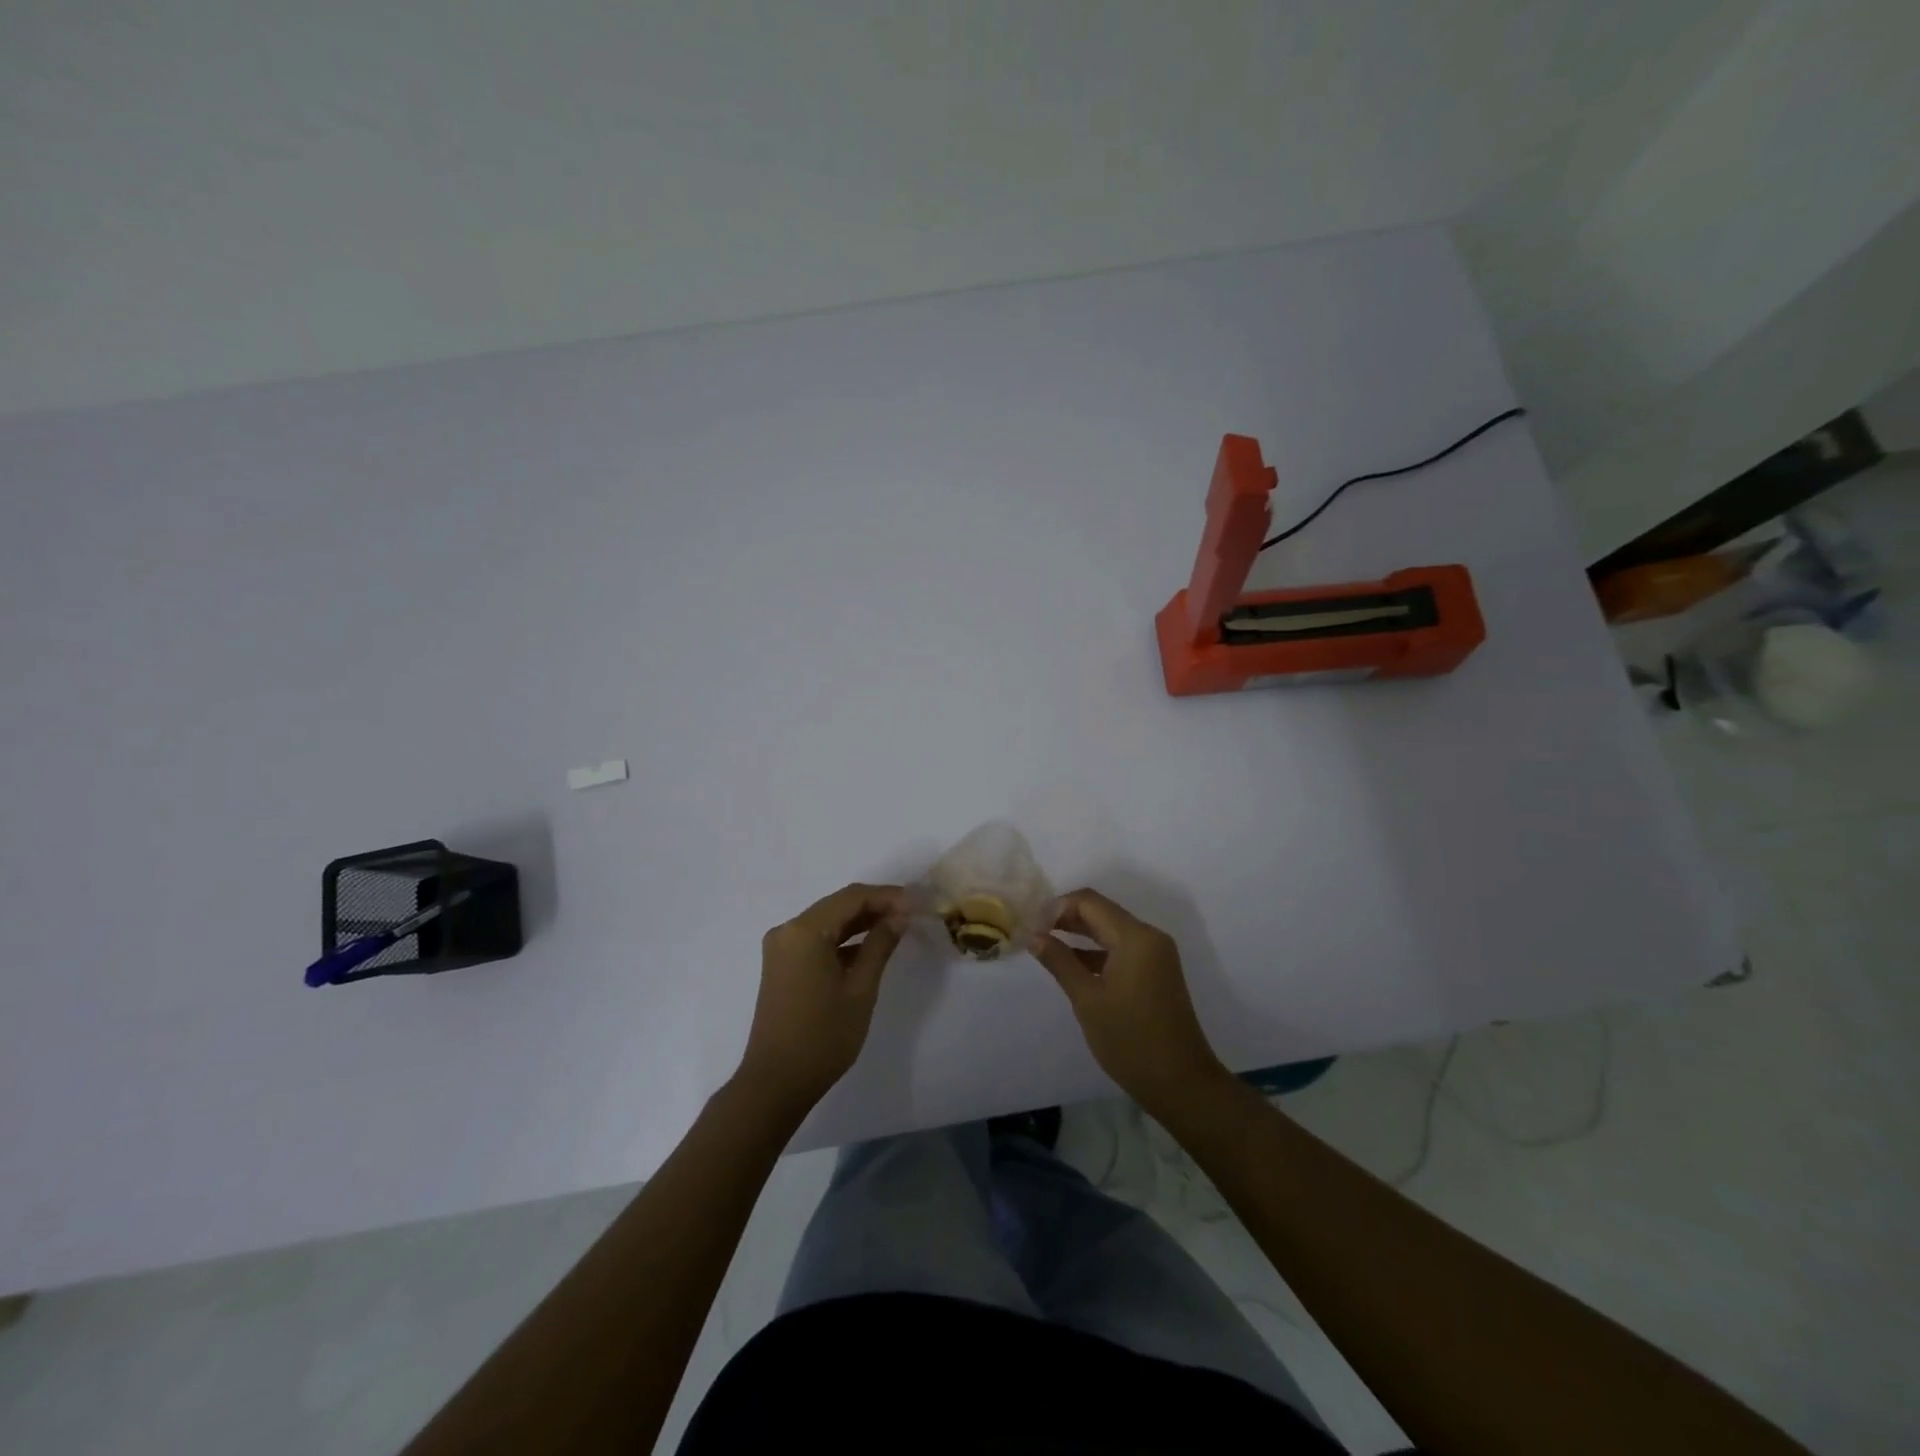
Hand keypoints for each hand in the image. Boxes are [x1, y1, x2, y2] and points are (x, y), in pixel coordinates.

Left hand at [736, 883, 906, 1115]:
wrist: (776, 1083)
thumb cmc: (822, 1037)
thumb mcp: (860, 989)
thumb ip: (880, 945)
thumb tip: (900, 916)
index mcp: (804, 931)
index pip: (851, 897)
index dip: (887, 896)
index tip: (918, 903)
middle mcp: (787, 930)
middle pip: (838, 905)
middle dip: (875, 906)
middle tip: (912, 913)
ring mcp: (782, 948)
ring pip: (828, 921)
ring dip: (861, 922)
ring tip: (897, 926)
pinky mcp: (782, 965)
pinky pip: (817, 939)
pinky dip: (843, 940)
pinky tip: (870, 947)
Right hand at [1030, 889, 1229, 1114]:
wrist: (1181, 1083)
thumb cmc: (1131, 1040)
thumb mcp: (1088, 1000)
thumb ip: (1060, 962)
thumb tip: (1034, 936)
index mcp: (1135, 937)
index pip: (1089, 902)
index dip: (1057, 907)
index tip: (1031, 925)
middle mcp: (1149, 937)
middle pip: (1101, 912)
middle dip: (1066, 918)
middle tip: (1033, 933)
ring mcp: (1155, 955)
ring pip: (1110, 930)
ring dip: (1079, 934)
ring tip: (1046, 945)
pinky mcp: (1156, 971)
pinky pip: (1121, 948)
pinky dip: (1096, 951)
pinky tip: (1071, 964)